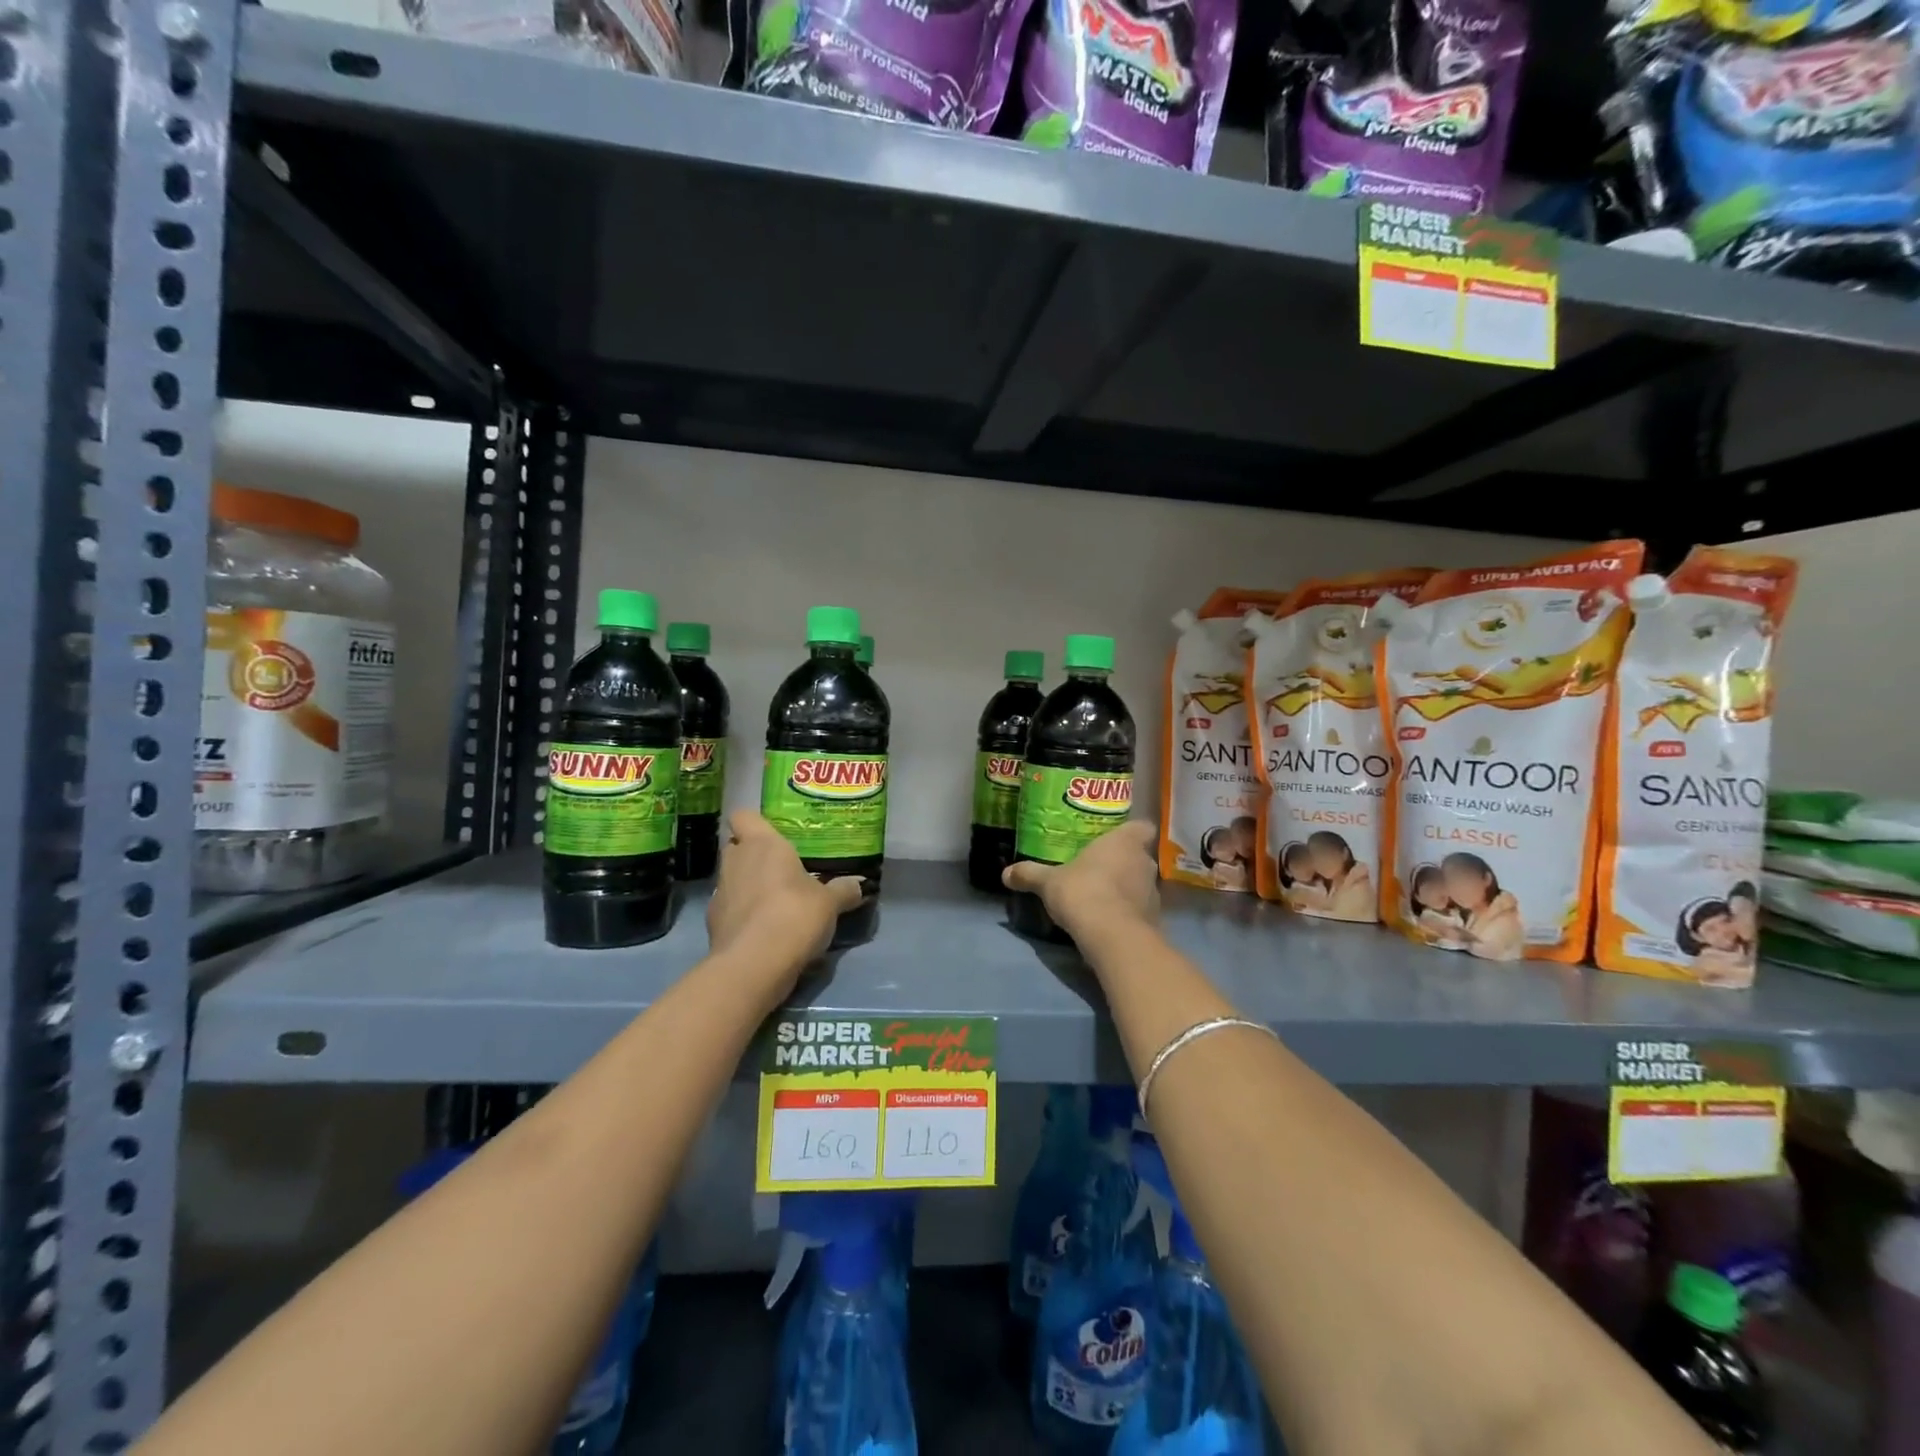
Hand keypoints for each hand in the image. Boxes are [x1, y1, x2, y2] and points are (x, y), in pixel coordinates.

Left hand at [707, 810, 862, 994]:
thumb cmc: (794, 916)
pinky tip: (763, 930)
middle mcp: (736, 862)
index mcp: (762, 845)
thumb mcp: (830, 903)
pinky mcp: (713, 924)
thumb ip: (843, 890)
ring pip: (732, 879)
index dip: (755, 823)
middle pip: (736, 847)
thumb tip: (858, 884)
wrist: (753, 966)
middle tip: (781, 869)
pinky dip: (742, 915)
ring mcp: (720, 893)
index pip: (744, 816)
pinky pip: (730, 909)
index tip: (773, 834)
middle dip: (753, 855)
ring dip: (748, 886)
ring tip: (775, 902)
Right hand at [1003, 820, 1156, 942]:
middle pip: (1139, 856)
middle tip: (1099, 868)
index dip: (1131, 832)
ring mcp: (1153, 892)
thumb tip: (1005, 873)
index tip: (1115, 839)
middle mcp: (1144, 862)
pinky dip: (1128, 912)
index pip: (1142, 827)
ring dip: (1126, 888)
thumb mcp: (1048, 882)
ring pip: (1141, 883)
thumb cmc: (1083, 893)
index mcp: (1124, 842)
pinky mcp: (1154, 919)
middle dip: (1123, 862)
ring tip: (1102, 896)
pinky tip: (1108, 920)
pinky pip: (1140, 909)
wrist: (1113, 937)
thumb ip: (1029, 874)